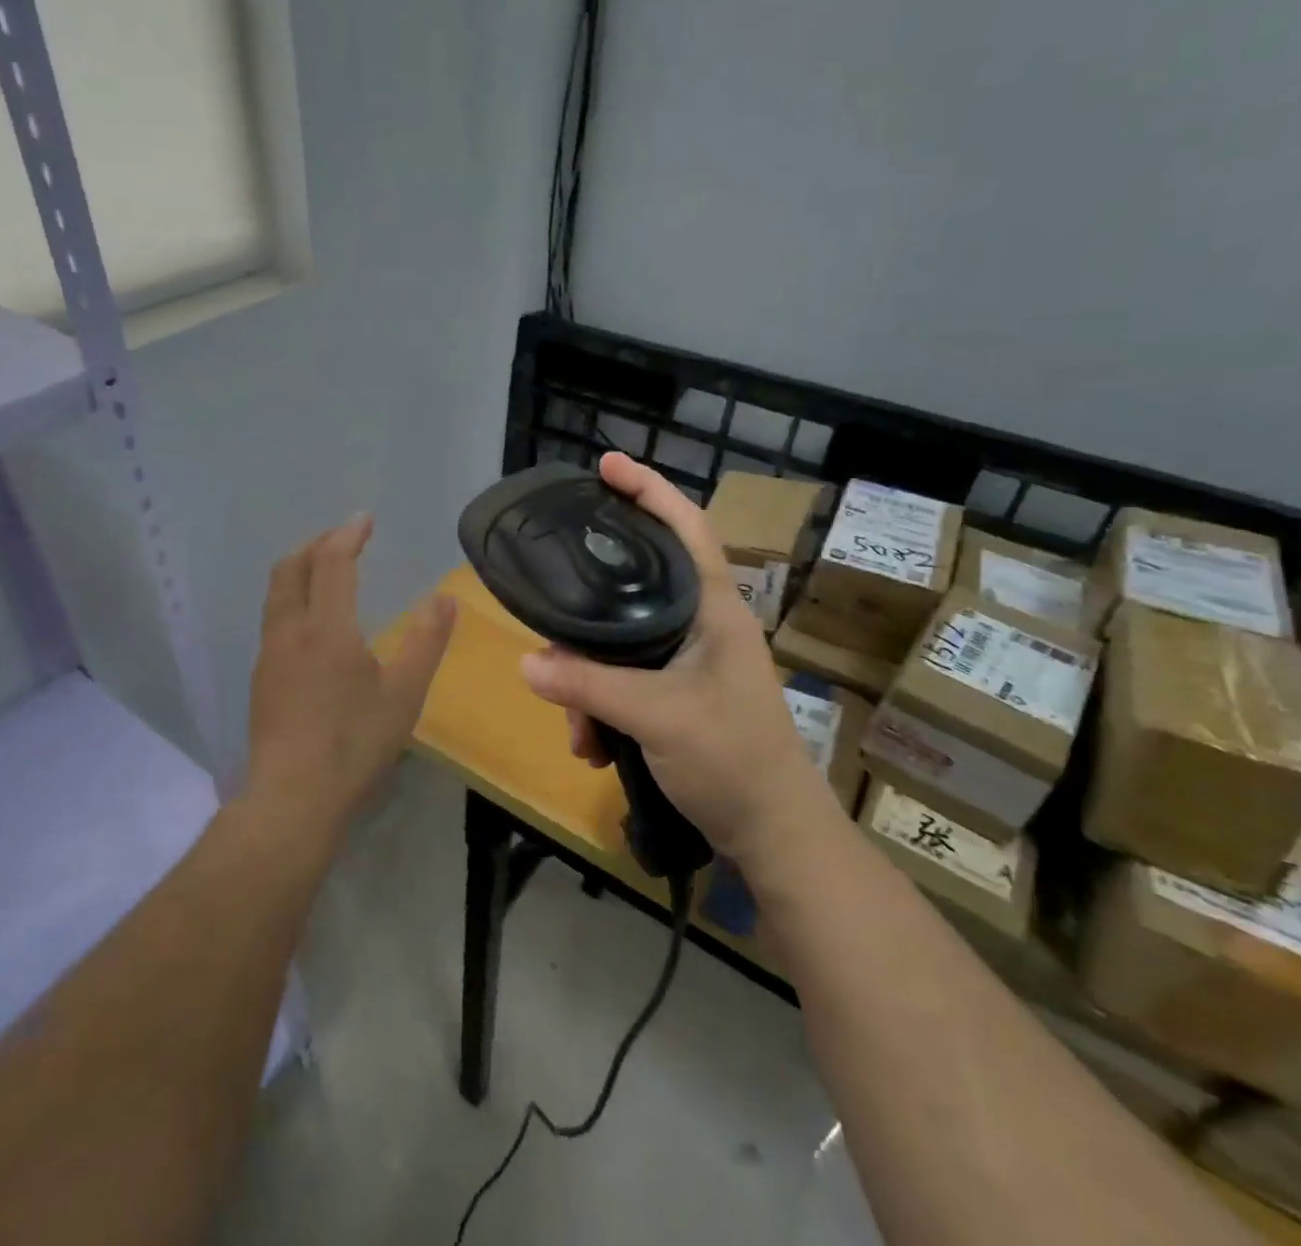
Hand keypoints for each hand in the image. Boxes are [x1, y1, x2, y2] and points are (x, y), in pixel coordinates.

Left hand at [245, 514, 456, 841]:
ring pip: (277, 594)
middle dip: (315, 545)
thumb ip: (426, 641)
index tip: (364, 520)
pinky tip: (311, 623)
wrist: (292, 800)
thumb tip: (444, 598)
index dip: (347, 536)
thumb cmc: (354, 745)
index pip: (332, 564)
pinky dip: (292, 598)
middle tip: (342, 539)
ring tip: (325, 572)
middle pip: (291, 569)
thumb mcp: (404, 694)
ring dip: (299, 570)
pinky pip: (274, 619)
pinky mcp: (261, 680)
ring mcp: (269, 656)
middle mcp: (290, 632)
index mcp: (326, 629)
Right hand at [519, 453, 827, 859]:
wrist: (774, 837)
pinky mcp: (678, 697)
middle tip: (554, 632)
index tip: (607, 464)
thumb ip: (589, 686)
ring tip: (581, 735)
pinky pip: (623, 684)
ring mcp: (690, 663)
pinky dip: (602, 712)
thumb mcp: (656, 717)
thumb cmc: (733, 760)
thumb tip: (526, 663)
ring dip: (589, 688)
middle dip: (588, 624)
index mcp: (713, 609)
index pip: (686, 527)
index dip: (649, 489)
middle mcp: (701, 625)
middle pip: (633, 591)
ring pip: (619, 648)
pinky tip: (595, 750)